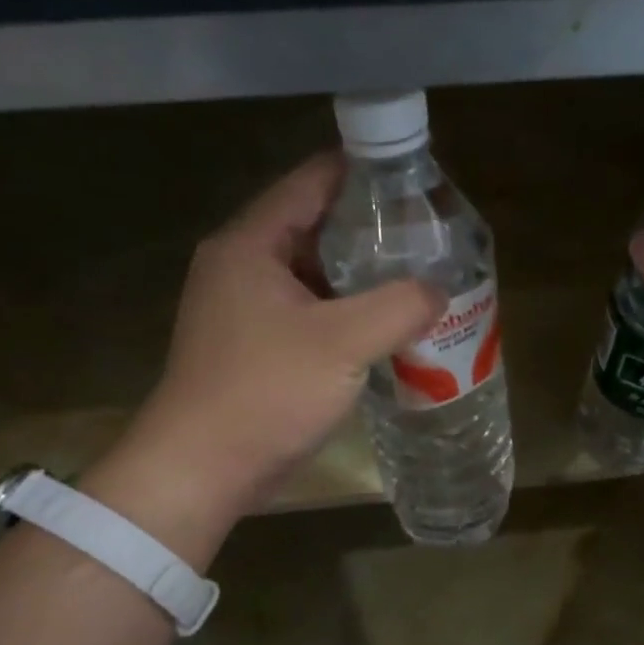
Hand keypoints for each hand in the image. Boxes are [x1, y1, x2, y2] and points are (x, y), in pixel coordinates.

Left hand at [84, 152, 443, 563]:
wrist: (204, 468)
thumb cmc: (266, 392)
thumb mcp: (343, 343)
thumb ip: (399, 306)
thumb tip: (439, 290)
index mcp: (251, 243)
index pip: (314, 181)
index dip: (367, 175)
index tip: (419, 187)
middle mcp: (242, 265)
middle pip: (316, 227)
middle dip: (372, 233)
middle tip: (429, 241)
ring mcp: (245, 309)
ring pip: (314, 276)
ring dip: (362, 280)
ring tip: (418, 282)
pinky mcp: (255, 347)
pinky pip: (309, 314)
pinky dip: (346, 316)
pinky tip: (386, 330)